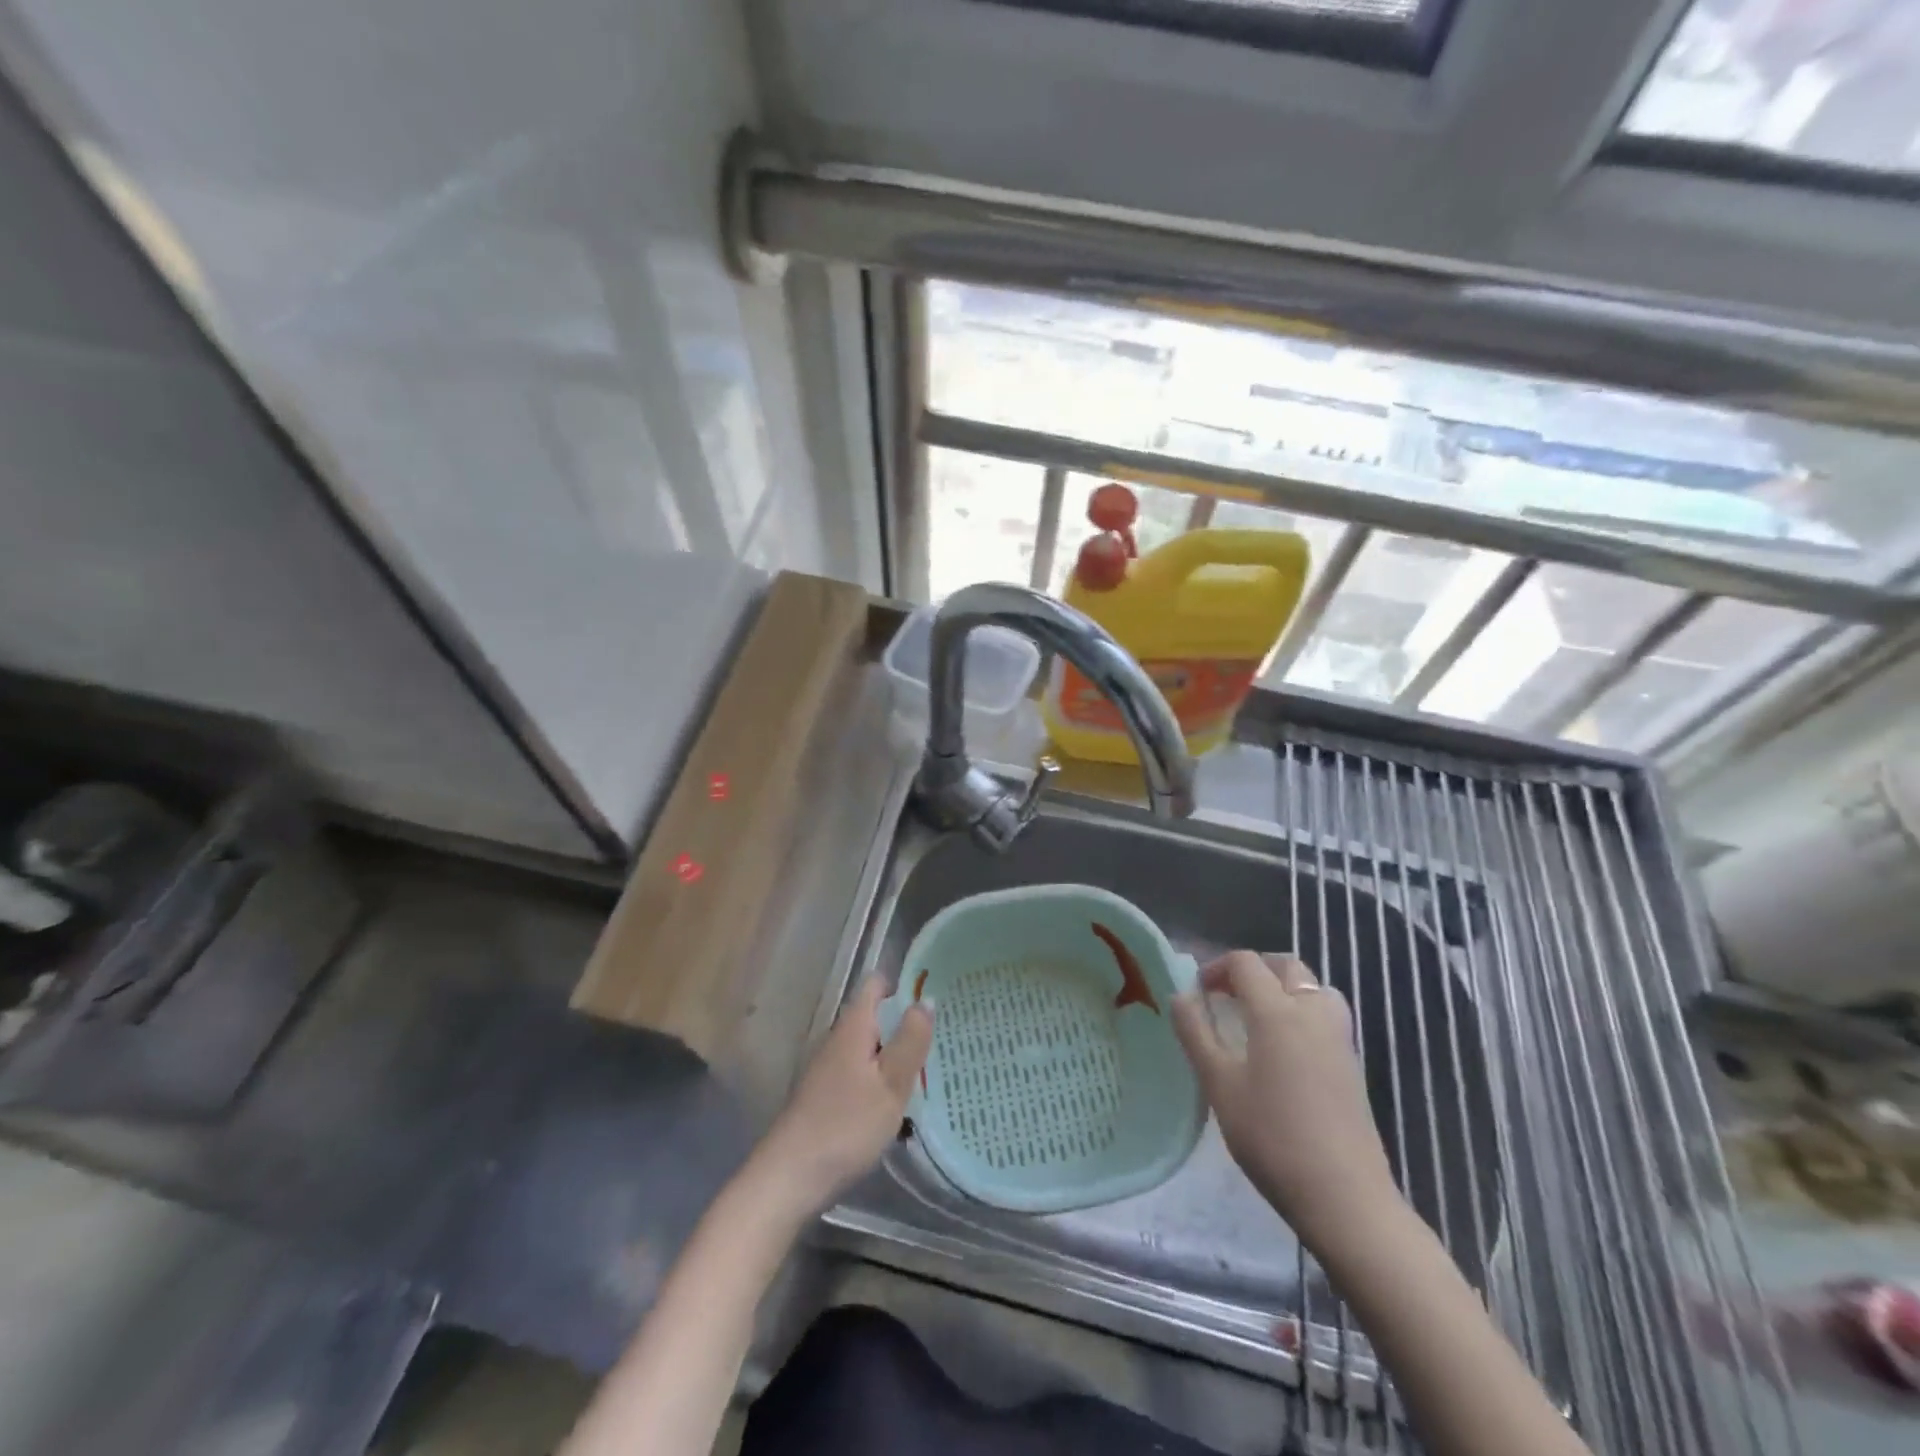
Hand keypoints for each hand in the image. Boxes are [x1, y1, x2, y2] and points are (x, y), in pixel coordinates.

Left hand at [753, 977, 933, 1214]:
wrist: (789, 1177)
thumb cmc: (846, 1125)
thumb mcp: (891, 1084)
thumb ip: (910, 1040)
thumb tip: (925, 1000)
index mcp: (854, 1026)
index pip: (877, 984)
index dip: (905, 984)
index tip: (935, 996)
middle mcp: (838, 1039)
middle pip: (875, 1016)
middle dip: (905, 1023)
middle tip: (943, 1038)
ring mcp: (829, 1068)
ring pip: (869, 1047)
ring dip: (895, 1054)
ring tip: (930, 1070)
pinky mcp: (826, 1095)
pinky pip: (861, 1072)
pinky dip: (881, 1079)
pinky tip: (899, 1103)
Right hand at [1172, 952, 1401, 1253]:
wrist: (1345, 1198)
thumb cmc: (1272, 1137)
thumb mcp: (1219, 1084)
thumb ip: (1196, 1033)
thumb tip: (1181, 995)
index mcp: (1277, 1011)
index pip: (1246, 963)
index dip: (1216, 968)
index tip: (1198, 994)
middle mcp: (1312, 1012)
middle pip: (1285, 966)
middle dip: (1252, 970)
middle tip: (1226, 997)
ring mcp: (1339, 1038)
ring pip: (1313, 987)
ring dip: (1283, 988)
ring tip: (1258, 1017)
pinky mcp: (1353, 1064)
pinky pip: (1326, 1014)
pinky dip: (1302, 1011)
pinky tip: (1284, 1050)